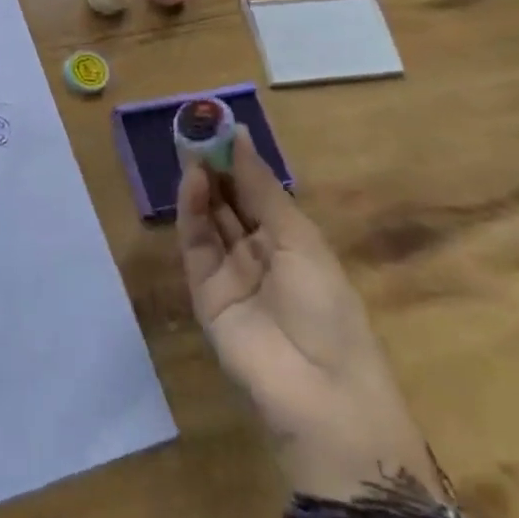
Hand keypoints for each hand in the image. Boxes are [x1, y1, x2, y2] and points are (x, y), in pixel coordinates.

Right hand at [178, 130, 443, 516]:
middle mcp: (257, 254)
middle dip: (214, 166)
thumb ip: (261, 189)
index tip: (219, 125)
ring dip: (200, 184)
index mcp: (291, 243)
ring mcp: (228, 273)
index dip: (239, 160)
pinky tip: (192, 181)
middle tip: (195, 128)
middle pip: (228, 202)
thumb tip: (239, 137)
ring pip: (208, 219)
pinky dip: (191, 211)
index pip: (257, 192)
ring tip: (190, 146)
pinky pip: (195, 244)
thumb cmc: (328, 309)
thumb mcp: (300, 240)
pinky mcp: (204, 291)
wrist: (320, 393)